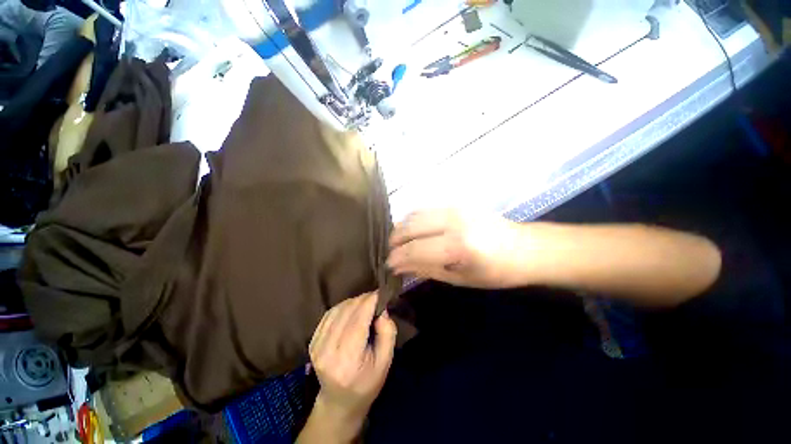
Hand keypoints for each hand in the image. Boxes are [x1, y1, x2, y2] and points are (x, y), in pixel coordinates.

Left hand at [307, 292, 396, 441]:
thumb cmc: (367, 384)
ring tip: (366, 304)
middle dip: (364, 299)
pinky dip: (343, 307)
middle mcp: (328, 349)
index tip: (382, 293)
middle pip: (348, 310)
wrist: (339, 402)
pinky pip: (329, 314)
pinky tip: (352, 310)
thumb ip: (387, 332)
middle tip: (376, 299)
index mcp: (348, 358)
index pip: (359, 318)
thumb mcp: (385, 361)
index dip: (371, 300)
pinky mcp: (312, 341)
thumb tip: (381, 309)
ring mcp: (317, 344)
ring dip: (354, 302)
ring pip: (338, 309)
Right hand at [387, 209, 526, 287]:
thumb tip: (399, 267)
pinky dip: (413, 220)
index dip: (397, 258)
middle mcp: (453, 221)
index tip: (388, 265)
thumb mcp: (459, 278)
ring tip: (399, 243)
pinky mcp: (456, 203)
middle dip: (395, 241)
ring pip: (415, 214)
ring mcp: (454, 208)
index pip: (415, 250)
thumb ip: (426, 270)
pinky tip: (413, 230)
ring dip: (402, 229)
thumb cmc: (495, 271)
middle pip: (410, 227)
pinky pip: (425, 209)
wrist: (524, 247)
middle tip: (391, 254)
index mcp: (458, 246)